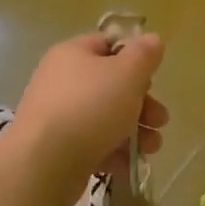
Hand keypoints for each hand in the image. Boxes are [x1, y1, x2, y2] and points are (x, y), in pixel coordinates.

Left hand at [2, 32, 167, 205]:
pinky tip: (128, 166)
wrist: (44, 164)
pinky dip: (113, 153)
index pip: (108, 44)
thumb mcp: (127, 73)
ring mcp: (59, 116)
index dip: (134, 58)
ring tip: (151, 149)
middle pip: (112, 86)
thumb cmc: (90, 107)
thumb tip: (152, 39)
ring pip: (106, 118)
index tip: (152, 77)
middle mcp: (62, 81)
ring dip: (135, 132)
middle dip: (143, 104)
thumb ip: (144, 55)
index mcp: (73, 54)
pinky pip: (93, 144)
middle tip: (160, 120)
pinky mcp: (58, 148)